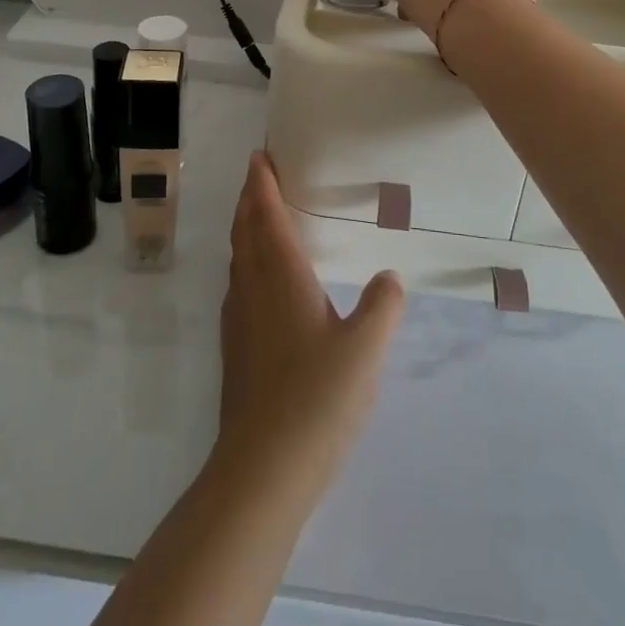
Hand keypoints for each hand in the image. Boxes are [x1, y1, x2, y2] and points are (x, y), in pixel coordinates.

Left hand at [218, 153, 403, 494]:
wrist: (263, 468)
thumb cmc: (317, 397)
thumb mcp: (365, 349)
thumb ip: (382, 307)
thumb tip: (389, 278)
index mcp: (280, 277)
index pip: (266, 216)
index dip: (263, 184)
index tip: (260, 157)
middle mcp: (252, 289)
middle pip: (245, 231)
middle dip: (250, 199)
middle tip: (260, 176)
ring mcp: (238, 321)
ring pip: (238, 258)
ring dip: (245, 229)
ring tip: (261, 217)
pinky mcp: (235, 349)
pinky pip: (238, 285)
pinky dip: (246, 262)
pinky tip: (262, 282)